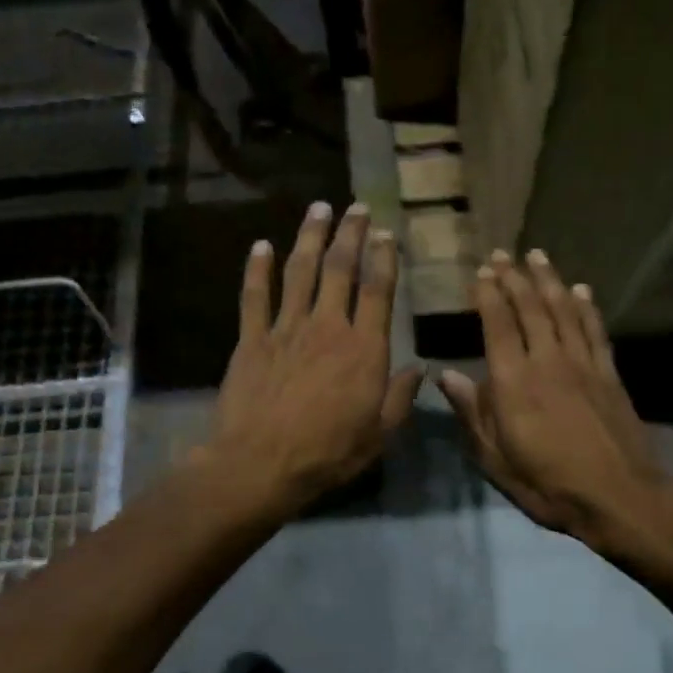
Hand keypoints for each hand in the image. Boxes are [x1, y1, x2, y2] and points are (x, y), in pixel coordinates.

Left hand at [206, 202, 421, 513]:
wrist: (261, 464)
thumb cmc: (328, 453)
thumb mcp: (379, 434)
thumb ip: (401, 396)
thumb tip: (420, 366)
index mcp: (363, 348)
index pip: (378, 290)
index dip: (384, 257)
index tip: (386, 233)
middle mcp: (327, 327)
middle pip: (340, 269)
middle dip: (350, 233)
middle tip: (356, 207)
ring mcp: (286, 329)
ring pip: (300, 271)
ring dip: (310, 237)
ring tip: (318, 208)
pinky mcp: (251, 339)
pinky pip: (254, 296)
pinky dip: (258, 268)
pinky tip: (261, 245)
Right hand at [438, 249, 672, 548]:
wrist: (619, 497)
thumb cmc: (548, 484)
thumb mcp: (496, 459)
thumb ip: (471, 413)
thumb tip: (446, 375)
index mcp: (513, 382)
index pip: (498, 325)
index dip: (488, 294)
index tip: (481, 272)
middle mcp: (547, 361)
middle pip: (530, 308)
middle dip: (514, 277)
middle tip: (502, 254)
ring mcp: (582, 364)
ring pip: (563, 310)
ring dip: (548, 280)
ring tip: (537, 255)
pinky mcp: (609, 374)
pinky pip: (595, 330)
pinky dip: (587, 306)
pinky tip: (581, 289)